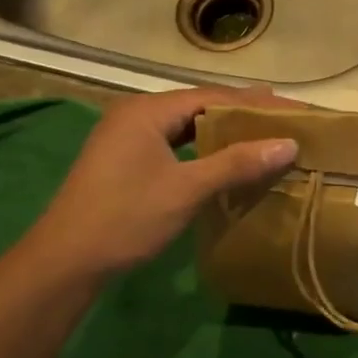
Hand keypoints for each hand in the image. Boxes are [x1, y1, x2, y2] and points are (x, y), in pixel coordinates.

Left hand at [29, 86, 298, 280]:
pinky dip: (202, 147)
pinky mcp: (124, 159)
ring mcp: (126, 136)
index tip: (292, 109)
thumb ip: (237, 163)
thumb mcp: (187, 189)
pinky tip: (222, 157)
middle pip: (198, 105)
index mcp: (147, 110)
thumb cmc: (126, 218)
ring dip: (221, 130)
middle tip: (284, 119)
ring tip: (261, 133)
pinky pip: (173, 142)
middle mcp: (136, 113)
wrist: (65, 261)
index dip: (255, 102)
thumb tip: (288, 144)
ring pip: (185, 125)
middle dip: (241, 112)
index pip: (212, 95)